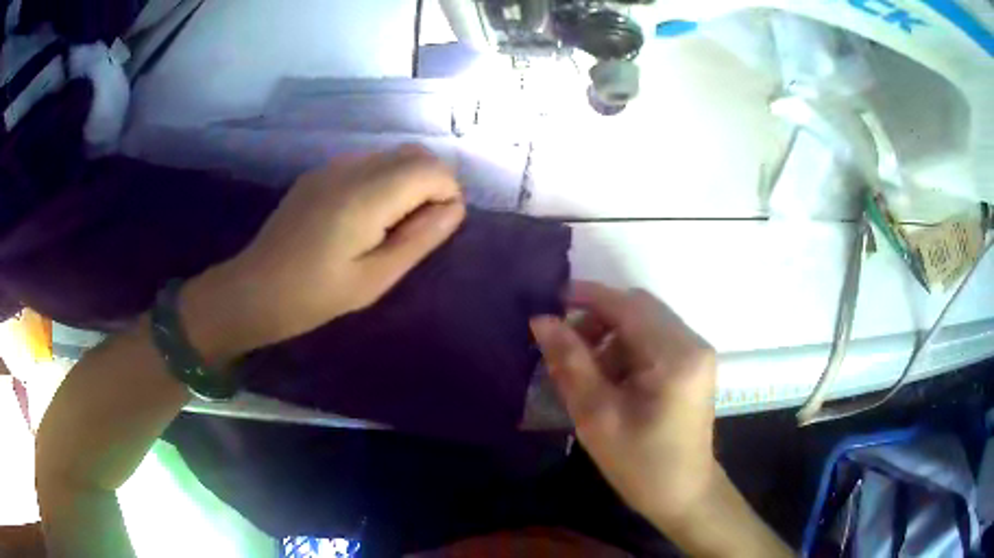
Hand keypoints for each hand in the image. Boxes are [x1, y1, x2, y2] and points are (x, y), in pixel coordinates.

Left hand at [183, 146, 465, 359]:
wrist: (254, 290)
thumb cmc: (314, 296)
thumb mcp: (374, 278)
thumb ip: (419, 238)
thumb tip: (455, 208)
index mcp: (366, 195)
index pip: (432, 169)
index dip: (447, 194)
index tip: (434, 230)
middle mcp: (352, 167)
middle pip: (416, 153)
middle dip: (432, 184)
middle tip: (416, 229)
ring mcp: (332, 166)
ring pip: (393, 155)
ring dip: (408, 181)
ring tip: (389, 227)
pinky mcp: (320, 173)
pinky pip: (368, 163)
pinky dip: (384, 180)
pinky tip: (364, 217)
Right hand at [530, 281, 717, 527]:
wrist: (683, 493)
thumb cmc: (639, 463)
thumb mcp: (597, 416)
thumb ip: (570, 363)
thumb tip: (542, 320)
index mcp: (675, 355)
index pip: (627, 306)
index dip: (587, 296)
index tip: (549, 301)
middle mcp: (692, 342)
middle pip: (639, 307)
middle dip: (598, 317)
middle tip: (564, 343)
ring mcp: (696, 352)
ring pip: (645, 321)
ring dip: (611, 334)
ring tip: (585, 368)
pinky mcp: (693, 364)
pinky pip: (654, 339)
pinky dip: (626, 347)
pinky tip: (610, 376)